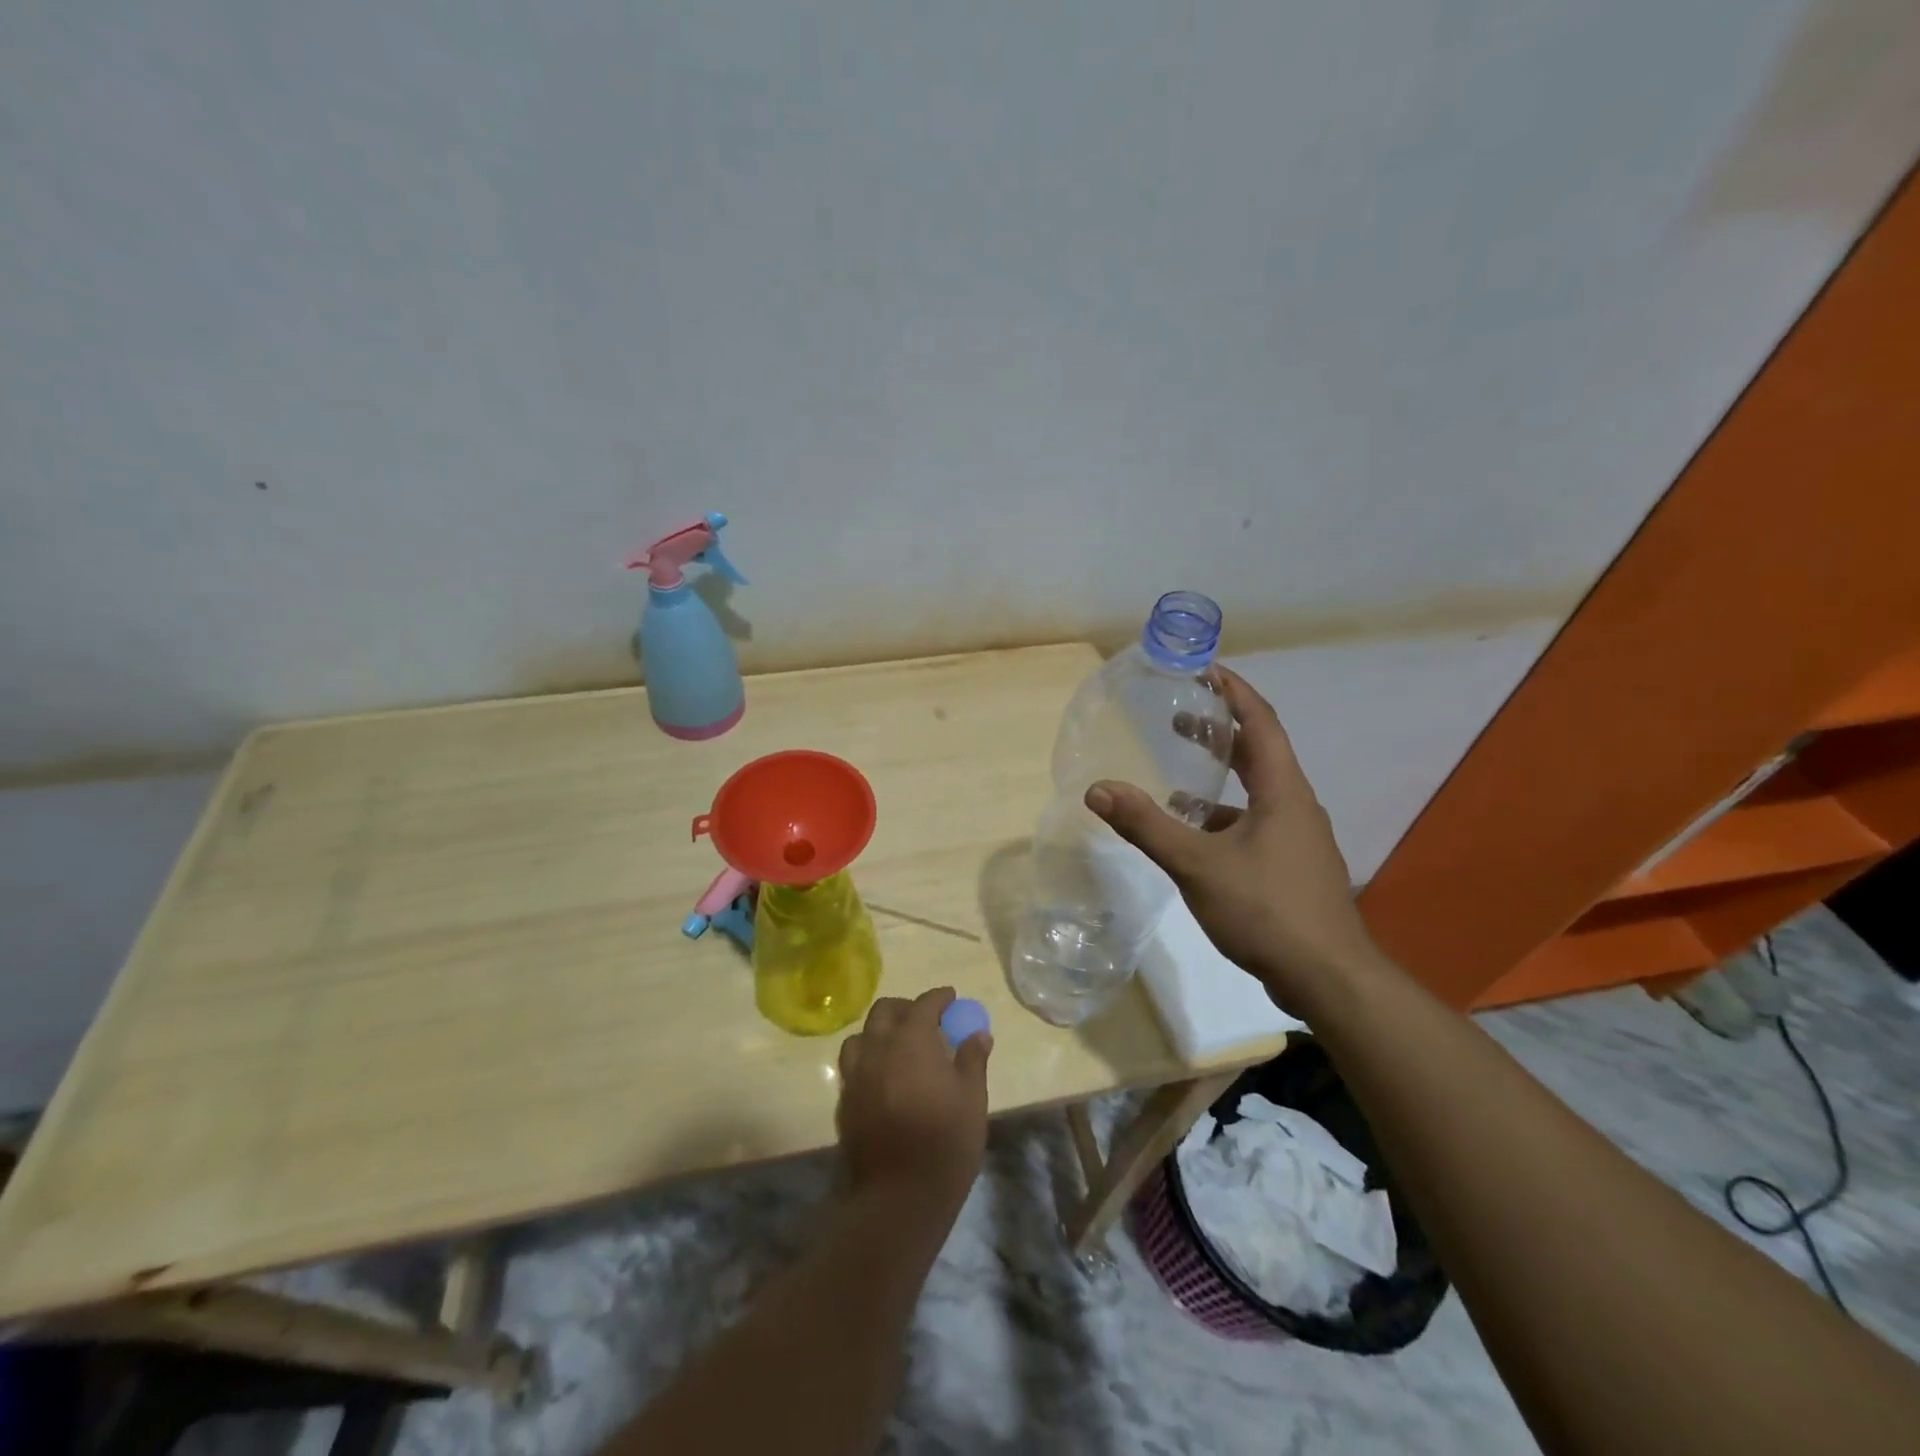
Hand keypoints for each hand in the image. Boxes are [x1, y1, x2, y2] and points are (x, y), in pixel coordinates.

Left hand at [836, 987, 991, 1216]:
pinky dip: (868, 1060)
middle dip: (905, 1008)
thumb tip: (978, 1033)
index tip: (951, 999)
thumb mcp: (972, 1098)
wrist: (898, 1197)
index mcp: (911, 1040)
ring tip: (898, 1046)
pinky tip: (883, 1077)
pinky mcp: (845, 1101)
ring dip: (880, 1032)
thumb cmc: (945, 1142)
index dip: (939, 998)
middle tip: (925, 1020)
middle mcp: (878, 1048)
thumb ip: (972, 1059)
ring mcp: (856, 1075)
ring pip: (861, 1036)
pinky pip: (853, 1066)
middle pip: (885, 1011)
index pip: (924, 1004)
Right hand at [1084, 667, 1386, 1018]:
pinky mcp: (1291, 867)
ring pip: (1255, 792)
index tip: (1206, 668)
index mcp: (1282, 790)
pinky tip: (1195, 836)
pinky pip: (1254, 824)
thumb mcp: (1198, 864)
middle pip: (1258, 752)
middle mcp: (1295, 805)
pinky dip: (1223, 817)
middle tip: (1180, 713)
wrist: (1328, 978)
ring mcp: (1297, 838)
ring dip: (1220, 776)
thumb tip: (1098, 789)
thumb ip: (1147, 825)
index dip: (1234, 692)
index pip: (1260, 723)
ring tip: (1179, 772)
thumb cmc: (1267, 909)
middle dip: (1220, 729)